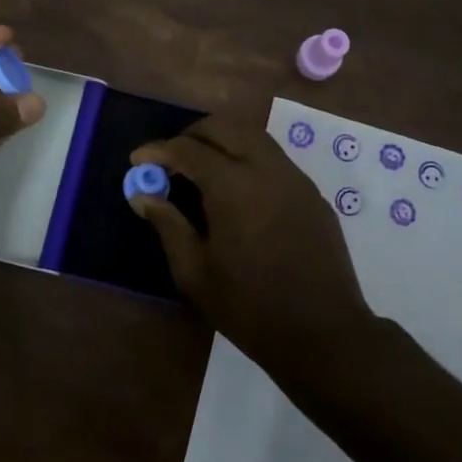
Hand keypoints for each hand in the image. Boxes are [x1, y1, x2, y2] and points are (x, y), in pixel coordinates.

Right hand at [129, 113, 372, 379]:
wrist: (323, 334)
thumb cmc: (250, 308)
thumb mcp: (195, 273)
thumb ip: (168, 225)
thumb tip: (142, 194)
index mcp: (234, 187)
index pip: (188, 149)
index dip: (158, 151)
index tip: (137, 161)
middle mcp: (267, 169)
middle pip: (225, 127)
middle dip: (192, 134)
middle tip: (169, 159)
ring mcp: (296, 179)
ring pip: (254, 137)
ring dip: (222, 142)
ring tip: (200, 170)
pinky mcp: (313, 194)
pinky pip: (274, 160)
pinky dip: (247, 159)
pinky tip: (236, 192)